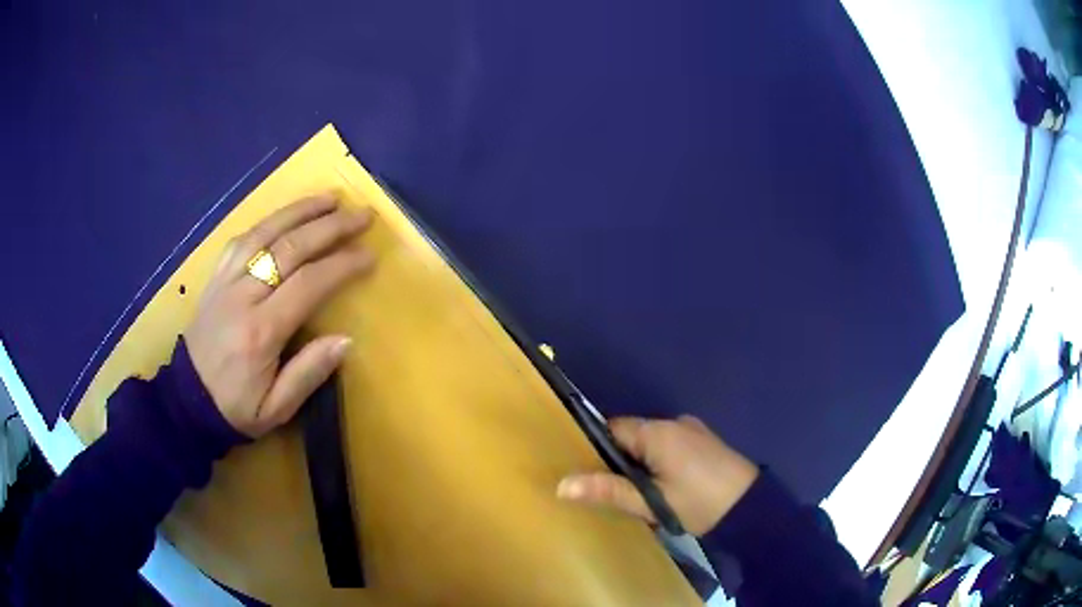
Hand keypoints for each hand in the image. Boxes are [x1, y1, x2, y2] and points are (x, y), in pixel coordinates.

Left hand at [184, 194, 374, 437]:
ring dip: (299, 211)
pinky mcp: (215, 278)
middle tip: (361, 215)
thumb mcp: (276, 409)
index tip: (368, 256)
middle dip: (330, 227)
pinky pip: (241, 240)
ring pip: (264, 233)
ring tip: (329, 198)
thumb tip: (346, 340)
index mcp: (260, 331)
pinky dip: (266, 222)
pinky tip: (284, 217)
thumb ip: (309, 374)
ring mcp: (225, 281)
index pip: (307, 284)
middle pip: (289, 248)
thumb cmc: (235, 408)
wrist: (186, 401)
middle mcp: (242, 296)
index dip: (341, 265)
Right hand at [557, 415, 758, 535]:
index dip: (598, 450)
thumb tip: (562, 484)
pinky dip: (661, 462)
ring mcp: (692, 430)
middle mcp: (673, 423)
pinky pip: (670, 446)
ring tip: (642, 494)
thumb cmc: (698, 503)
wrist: (750, 506)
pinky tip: (667, 487)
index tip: (592, 476)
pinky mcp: (704, 441)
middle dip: (622, 461)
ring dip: (643, 463)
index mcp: (657, 431)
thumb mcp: (651, 502)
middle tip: (618, 492)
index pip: (613, 429)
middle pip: (632, 435)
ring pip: (651, 442)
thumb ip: (608, 491)